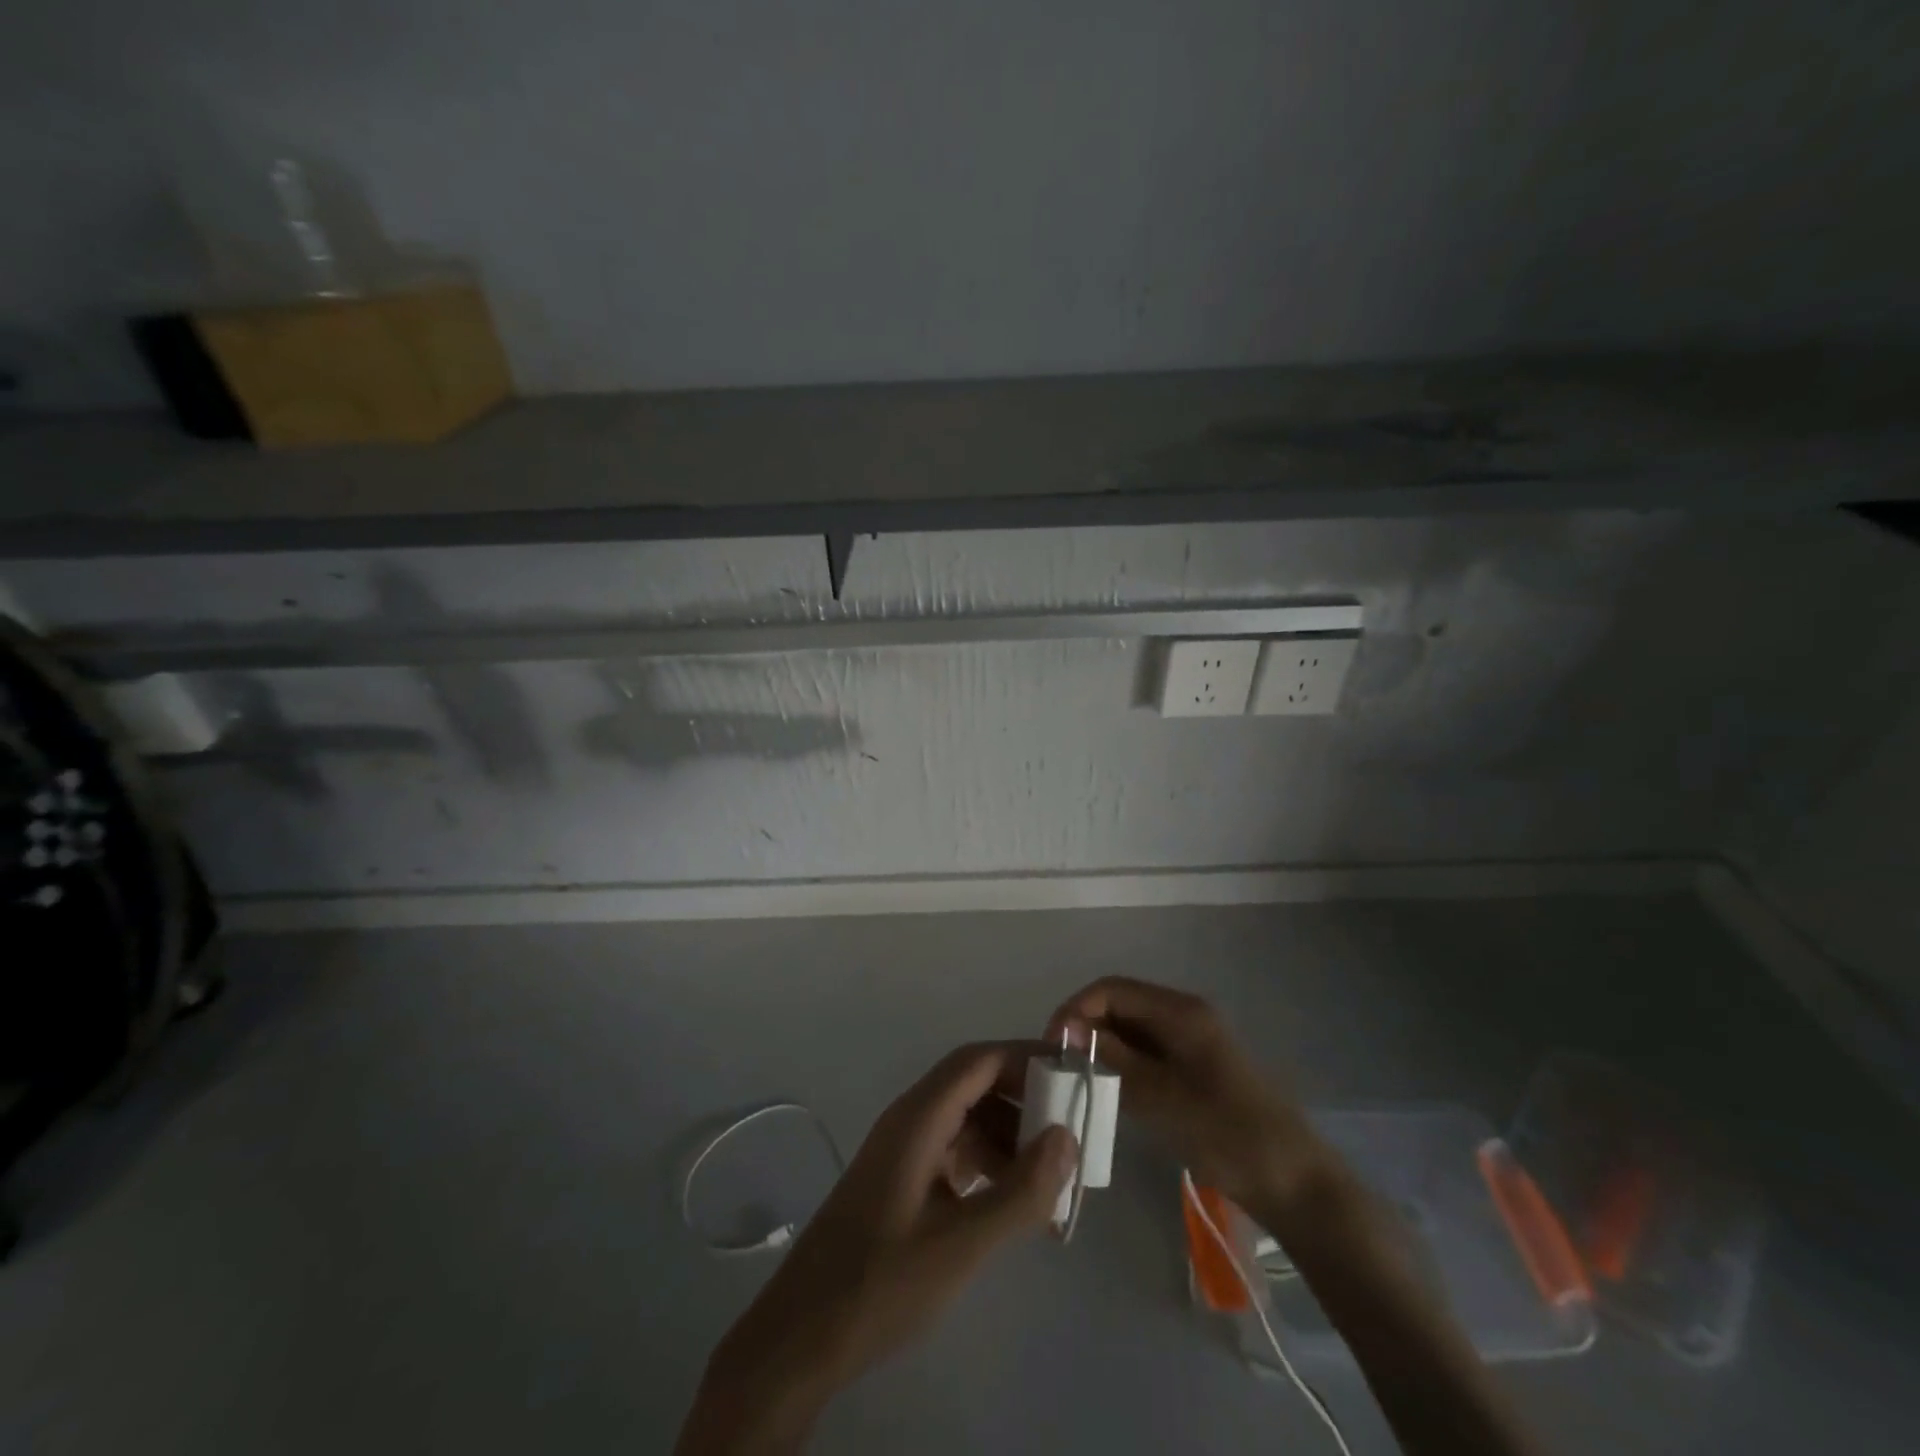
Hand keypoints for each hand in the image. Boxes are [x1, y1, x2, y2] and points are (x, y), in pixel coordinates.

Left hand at [677, 1043, 1077, 1453]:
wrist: (801, 1335)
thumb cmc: (880, 1282)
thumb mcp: (961, 1244)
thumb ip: (1019, 1191)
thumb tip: (1067, 1138)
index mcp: (918, 1117)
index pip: (979, 1061)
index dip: (1026, 1059)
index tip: (1073, 1076)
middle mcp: (910, 1120)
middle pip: (975, 1085)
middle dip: (1024, 1102)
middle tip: (1069, 1133)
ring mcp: (903, 1151)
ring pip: (966, 1120)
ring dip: (1008, 1139)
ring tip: (1048, 1182)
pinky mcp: (901, 1181)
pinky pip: (953, 1152)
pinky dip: (987, 1165)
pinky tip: (1010, 1203)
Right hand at [1047, 977, 1323, 1213]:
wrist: (1295, 1184)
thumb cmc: (1230, 1136)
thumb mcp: (1164, 1099)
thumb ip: (1115, 1060)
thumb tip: (1067, 1029)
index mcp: (1181, 1011)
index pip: (1111, 990)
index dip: (1076, 1009)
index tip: (1052, 1046)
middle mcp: (1184, 1015)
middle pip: (1120, 1005)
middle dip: (1085, 1028)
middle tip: (1060, 1067)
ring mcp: (1190, 1041)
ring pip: (1130, 1029)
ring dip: (1101, 1048)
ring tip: (1077, 1080)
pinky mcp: (1193, 1067)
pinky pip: (1145, 1052)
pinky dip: (1122, 1065)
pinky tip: (1109, 1092)